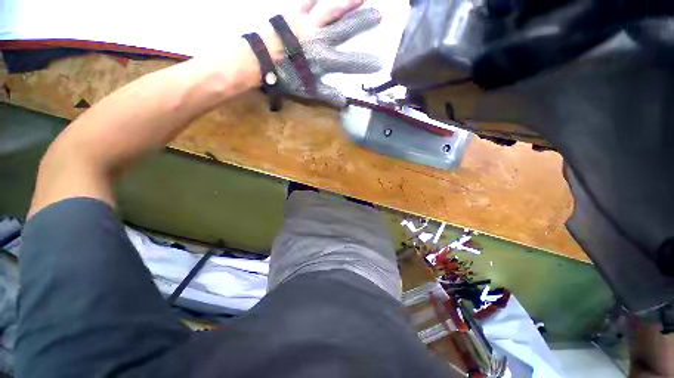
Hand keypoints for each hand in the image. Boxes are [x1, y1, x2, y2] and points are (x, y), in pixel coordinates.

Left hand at [260, 0, 382, 106]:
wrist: (260, 59)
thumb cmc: (285, 77)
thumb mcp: (308, 91)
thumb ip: (328, 95)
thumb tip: (344, 103)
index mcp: (324, 60)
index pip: (349, 62)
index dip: (364, 63)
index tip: (380, 62)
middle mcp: (320, 39)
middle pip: (345, 29)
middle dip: (363, 23)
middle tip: (379, 16)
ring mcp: (308, 24)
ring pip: (331, 11)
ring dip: (347, 3)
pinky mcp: (294, 14)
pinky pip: (306, 2)